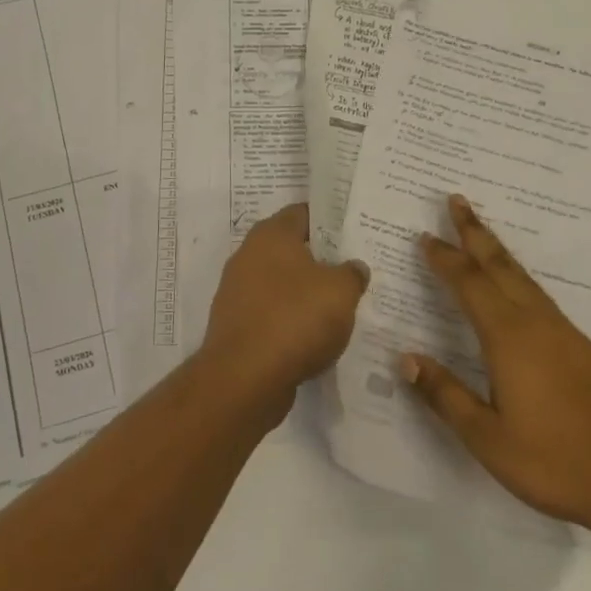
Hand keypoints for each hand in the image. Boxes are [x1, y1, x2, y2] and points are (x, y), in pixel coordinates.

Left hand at [199, 203, 368, 414]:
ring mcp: (237, 292)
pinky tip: (314, 336)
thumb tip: (353, 267)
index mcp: (271, 234)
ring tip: (338, 306)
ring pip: (280, 284)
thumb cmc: (295, 318)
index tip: (353, 232)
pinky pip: (271, 314)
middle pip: (291, 249)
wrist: (245, 378)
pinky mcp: (236, 326)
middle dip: (320, 259)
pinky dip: (290, 321)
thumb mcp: (341, 290)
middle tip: (351, 269)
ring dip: (304, 293)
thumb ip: (352, 273)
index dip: (329, 219)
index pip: (303, 212)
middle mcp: (248, 255)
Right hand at [403, 195, 590, 544]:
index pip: (469, 284)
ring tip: (481, 233)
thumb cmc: (554, 461)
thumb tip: (406, 359)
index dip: (445, 259)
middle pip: (500, 265)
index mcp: (508, 338)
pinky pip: (540, 296)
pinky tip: (517, 290)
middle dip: (475, 231)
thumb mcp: (487, 438)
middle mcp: (536, 323)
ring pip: (523, 277)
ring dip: (497, 251)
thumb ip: (445, 395)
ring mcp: (565, 333)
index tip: (425, 236)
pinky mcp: (584, 348)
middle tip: (456, 199)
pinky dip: (518, 277)